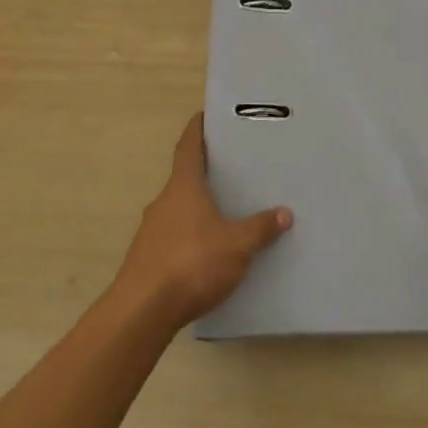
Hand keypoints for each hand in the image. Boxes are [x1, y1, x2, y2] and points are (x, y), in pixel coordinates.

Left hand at [113, 112, 292, 329]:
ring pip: (177, 209)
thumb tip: (284, 213)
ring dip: (196, 208)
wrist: (142, 312)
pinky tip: (206, 252)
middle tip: (229, 170)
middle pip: (183, 178)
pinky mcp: (146, 259)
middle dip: (203, 173)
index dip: (196, 130)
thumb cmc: (192, 263)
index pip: (188, 147)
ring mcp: (150, 231)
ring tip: (223, 213)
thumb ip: (260, 228)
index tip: (203, 116)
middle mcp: (163, 202)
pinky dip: (189, 235)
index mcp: (183, 187)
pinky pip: (172, 236)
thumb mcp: (237, 245)